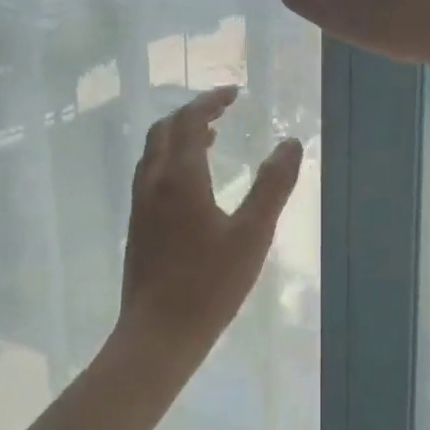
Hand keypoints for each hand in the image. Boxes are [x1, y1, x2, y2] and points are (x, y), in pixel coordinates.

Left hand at [118, 87, 302, 366]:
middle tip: (222, 110)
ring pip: (154, 152)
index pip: (189, 120)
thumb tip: (291, 142)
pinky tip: (193, 181)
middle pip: (164, 130)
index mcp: (179, 177)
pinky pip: (151, 173)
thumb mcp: (253, 233)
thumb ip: (273, 185)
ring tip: (210, 137)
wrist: (157, 336)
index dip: (210, 101)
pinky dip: (171, 158)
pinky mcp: (137, 226)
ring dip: (179, 135)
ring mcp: (141, 205)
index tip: (234, 93)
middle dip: (192, 113)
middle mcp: (153, 182)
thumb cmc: (209, 284)